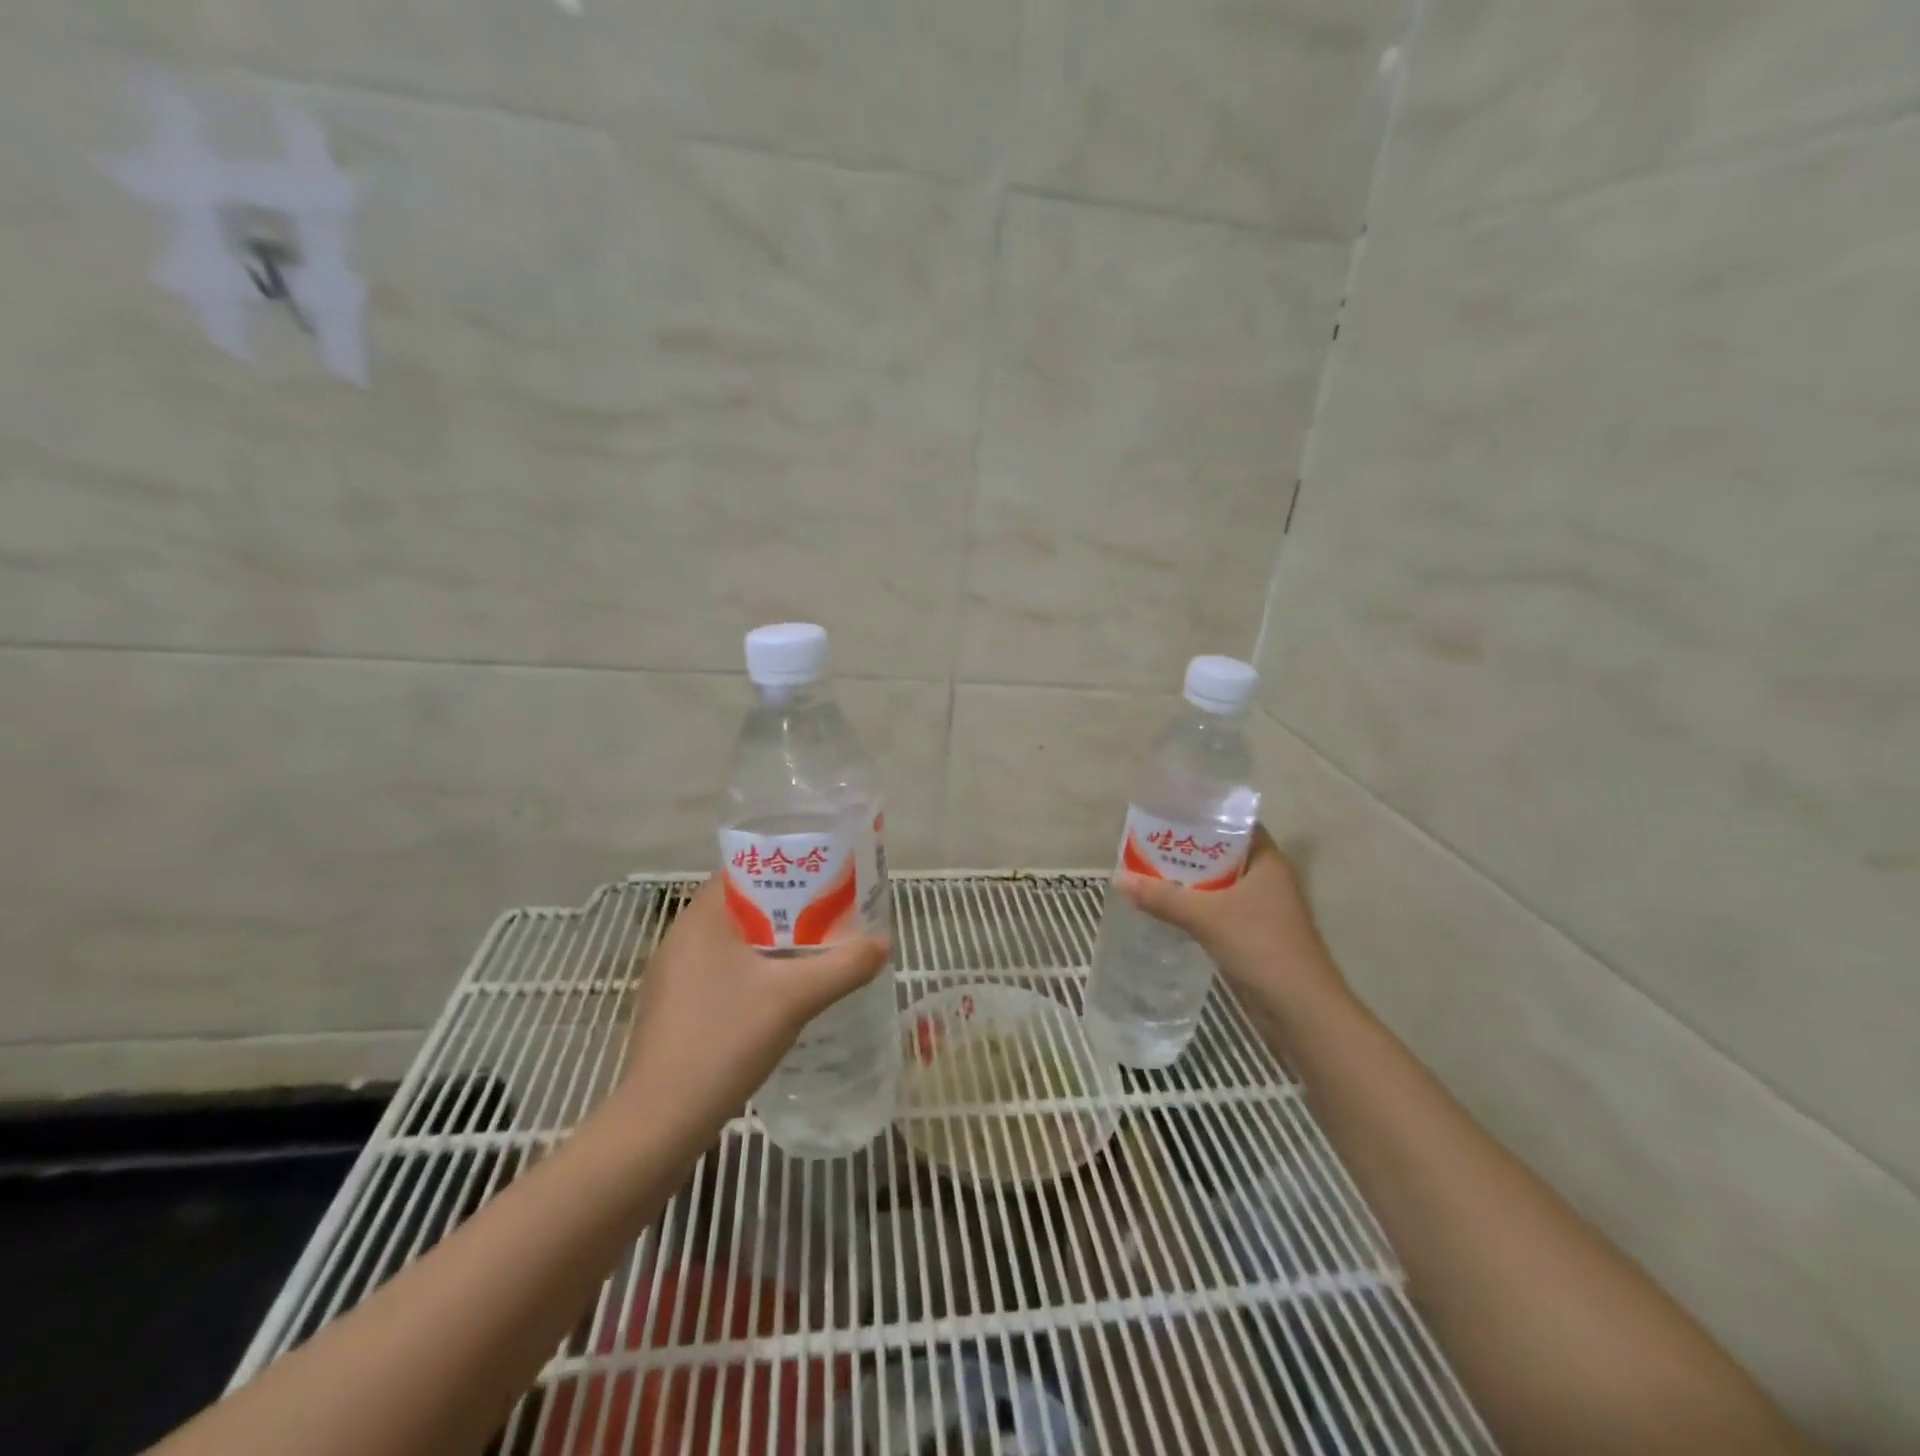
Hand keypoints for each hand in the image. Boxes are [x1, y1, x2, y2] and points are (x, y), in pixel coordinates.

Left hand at [608, 876, 888, 1139]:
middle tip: (834, 916)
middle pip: (745, 906)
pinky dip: (756, 972)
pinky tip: (783, 995)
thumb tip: (884, 943)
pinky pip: (724, 972)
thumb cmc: (724, 1040)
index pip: (747, 870)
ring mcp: (675, 975)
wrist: (661, 1122)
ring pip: (736, 943)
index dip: (789, 869)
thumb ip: (844, 965)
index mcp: (703, 918)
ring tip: (818, 952)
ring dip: (775, 943)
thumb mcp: (795, 998)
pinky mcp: (677, 1008)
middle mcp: (683, 937)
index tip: (827, 878)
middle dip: (791, 909)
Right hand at [1118, 826, 1348, 1031]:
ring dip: (1189, 882)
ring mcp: (1262, 910)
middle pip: (1222, 855)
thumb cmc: (1261, 947)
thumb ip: (1163, 897)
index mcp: (1268, 862)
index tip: (1169, 816)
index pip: (1235, 825)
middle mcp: (1268, 880)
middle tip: (1148, 845)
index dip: (1204, 818)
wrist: (1301, 1011)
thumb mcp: (1206, 917)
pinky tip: (1167, 910)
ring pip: (1219, 885)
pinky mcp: (1254, 936)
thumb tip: (1118, 879)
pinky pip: (1218, 910)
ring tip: (1149, 873)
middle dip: (1187, 852)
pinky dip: (1196, 907)